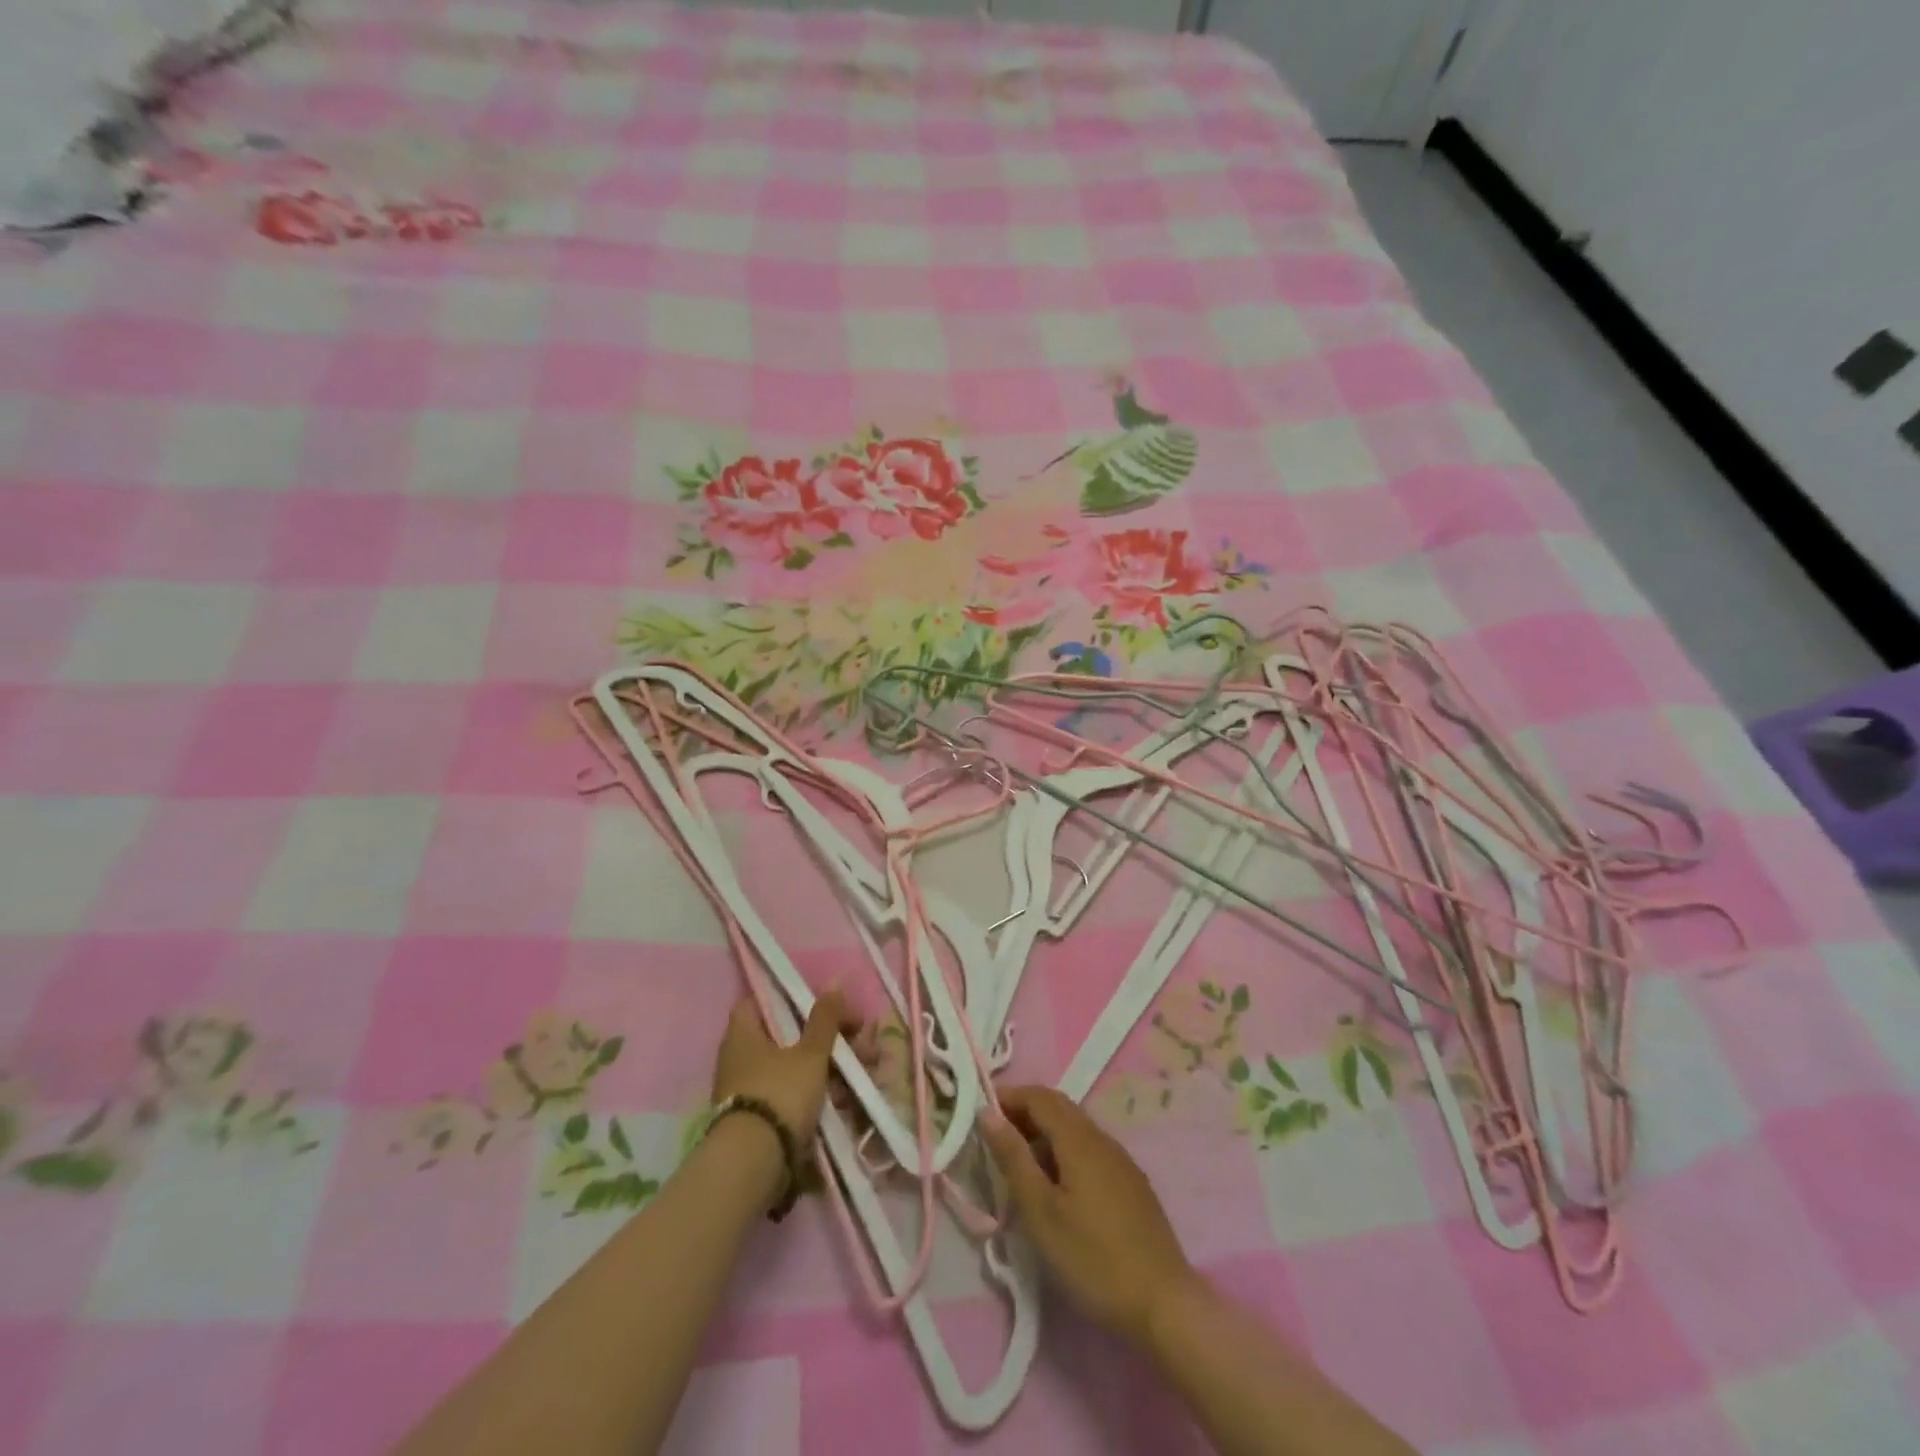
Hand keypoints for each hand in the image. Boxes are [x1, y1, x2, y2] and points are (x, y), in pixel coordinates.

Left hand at [710, 990, 863, 1145]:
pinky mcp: (757, 1120)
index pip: (758, 1001)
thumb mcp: (810, 1053)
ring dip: (824, 1068)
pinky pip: (789, 1096)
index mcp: (742, 1034)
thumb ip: (824, 1020)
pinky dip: (813, 1095)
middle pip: (783, 1036)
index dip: (786, 997)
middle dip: (821, 1038)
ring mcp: (746, 1091)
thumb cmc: (779, 1093)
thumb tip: (834, 985)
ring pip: (791, 1068)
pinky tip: (842, 1101)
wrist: (754, 1165)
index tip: (818, 1003)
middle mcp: (738, 1059)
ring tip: (857, 1074)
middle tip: (853, 1041)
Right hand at [981, 1085, 1197, 1347]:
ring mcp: (1120, 1160)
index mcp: (1079, 1139)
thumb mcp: (1042, 1212)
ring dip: (1043, 1132)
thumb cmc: (1093, 1258)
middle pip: (1058, 1107)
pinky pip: (1089, 1149)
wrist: (1164, 1304)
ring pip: (1075, 1128)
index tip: (980, 1113)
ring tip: (1018, 1162)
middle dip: (1024, 1112)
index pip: (1039, 1097)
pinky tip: (1055, 1184)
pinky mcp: (1130, 1183)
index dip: (1008, 1097)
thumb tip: (988, 1113)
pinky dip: (1063, 1150)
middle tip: (994, 1136)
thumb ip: (1014, 1158)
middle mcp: (1102, 1138)